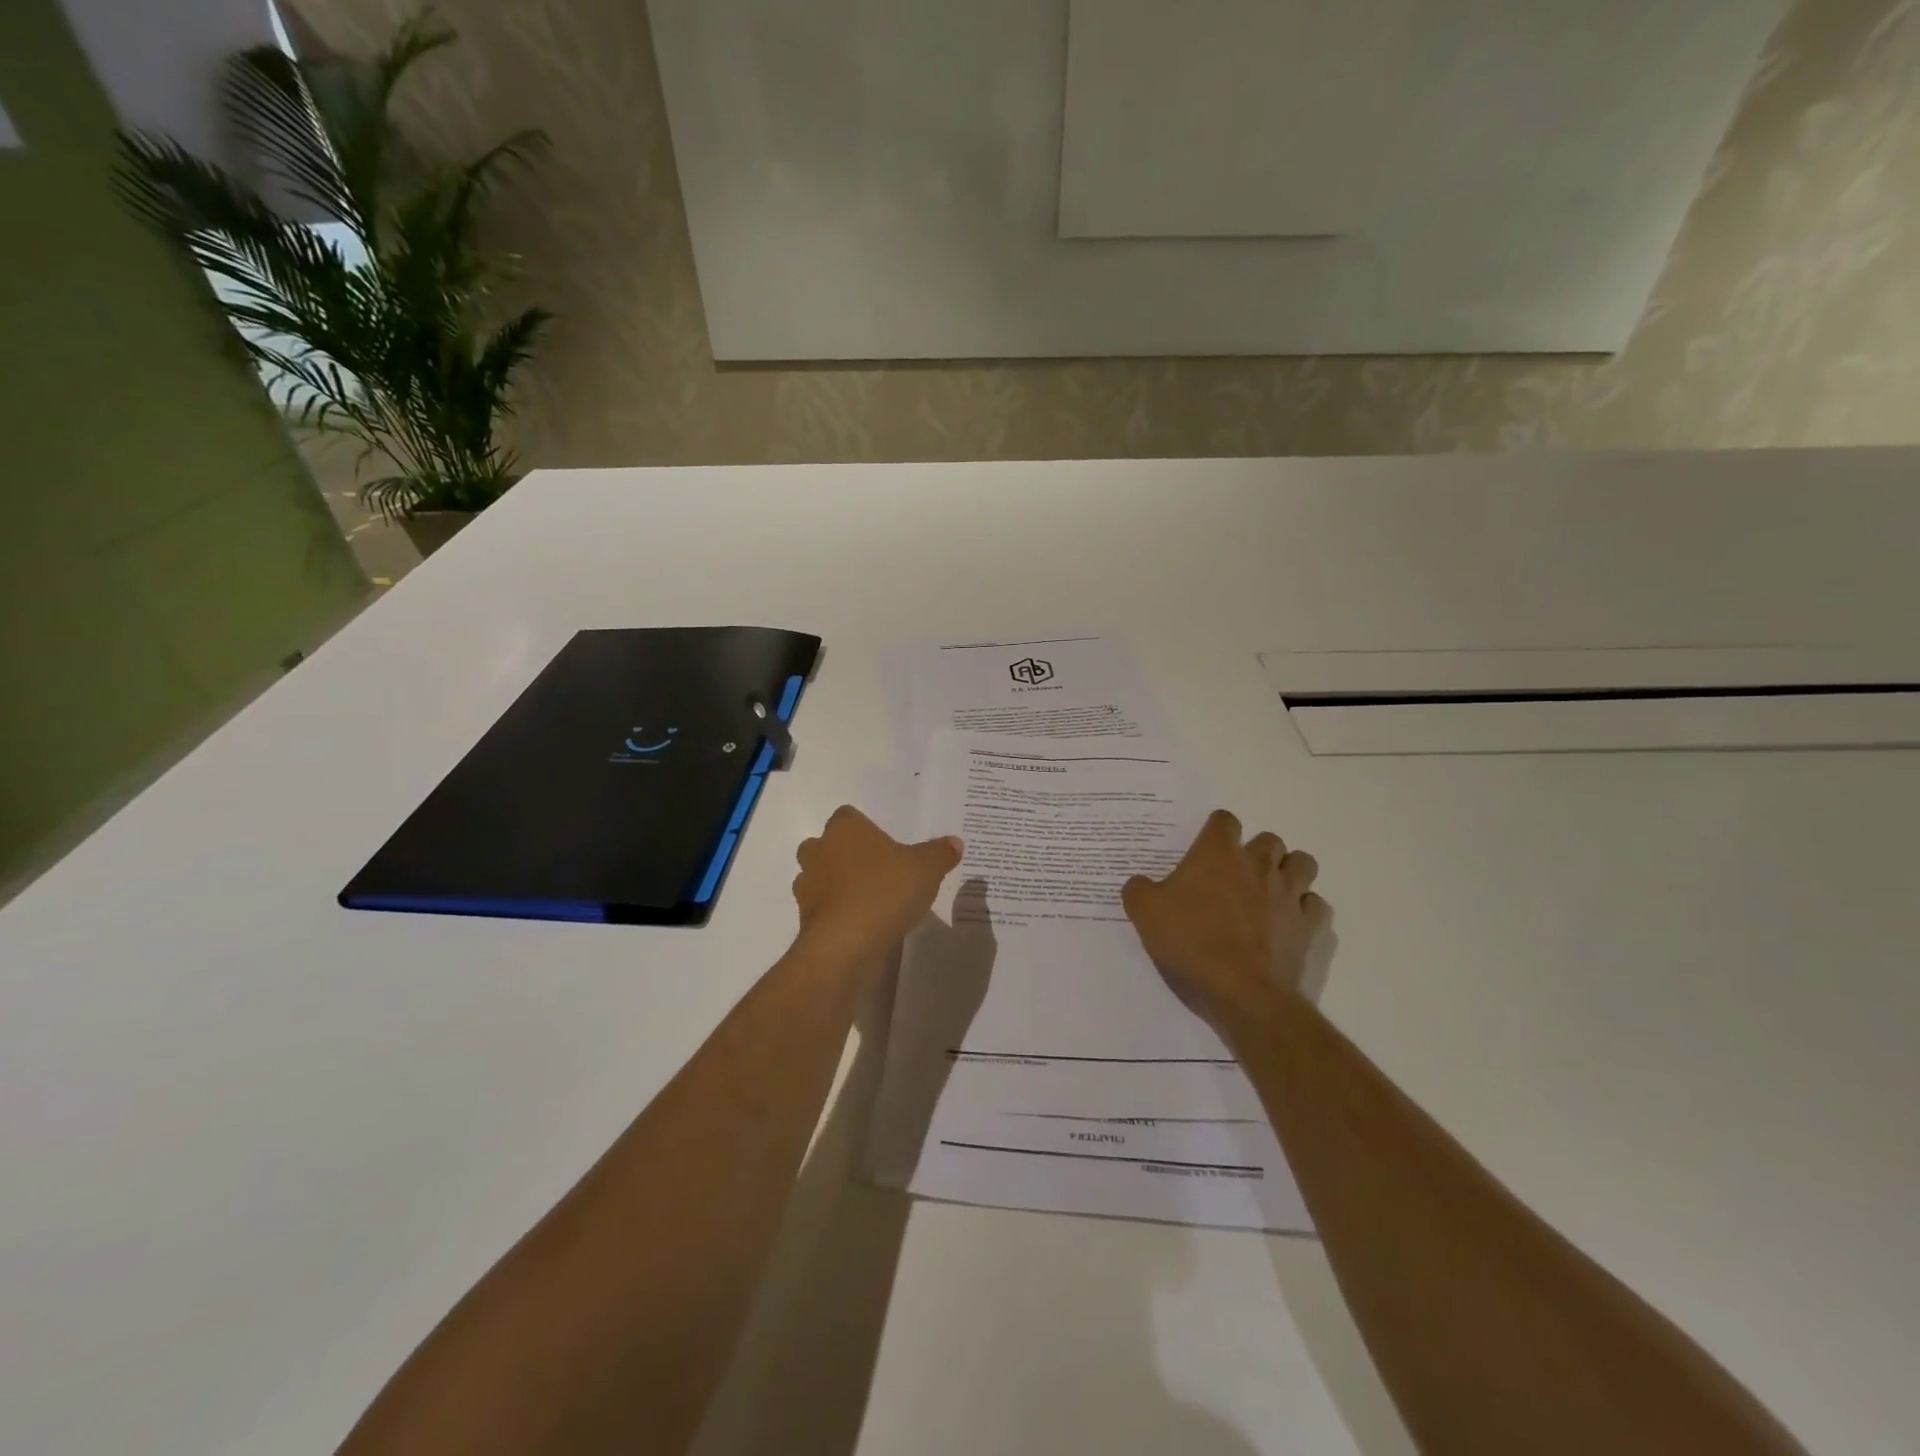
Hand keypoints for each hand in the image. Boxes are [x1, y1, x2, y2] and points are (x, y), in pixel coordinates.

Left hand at [792, 806, 963, 973]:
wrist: (846, 945)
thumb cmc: (885, 891)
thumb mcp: (927, 869)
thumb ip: (940, 853)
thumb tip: (955, 842)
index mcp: (844, 829)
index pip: (848, 816)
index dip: (865, 827)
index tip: (885, 843)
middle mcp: (819, 851)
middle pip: (827, 845)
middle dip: (846, 855)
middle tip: (877, 870)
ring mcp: (807, 887)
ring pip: (820, 878)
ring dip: (838, 886)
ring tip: (871, 901)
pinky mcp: (806, 920)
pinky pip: (823, 910)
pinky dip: (837, 915)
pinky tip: (862, 926)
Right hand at [1122, 810, 1331, 1023]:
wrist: (1244, 994)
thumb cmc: (1191, 944)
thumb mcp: (1144, 914)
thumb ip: (1139, 890)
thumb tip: (1140, 883)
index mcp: (1219, 854)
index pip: (1224, 820)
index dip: (1215, 832)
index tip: (1205, 851)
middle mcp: (1259, 865)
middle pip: (1270, 840)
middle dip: (1257, 852)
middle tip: (1237, 877)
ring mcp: (1291, 895)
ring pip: (1303, 865)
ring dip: (1289, 873)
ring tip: (1271, 894)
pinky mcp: (1312, 927)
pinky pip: (1316, 907)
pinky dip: (1306, 912)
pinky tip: (1290, 926)